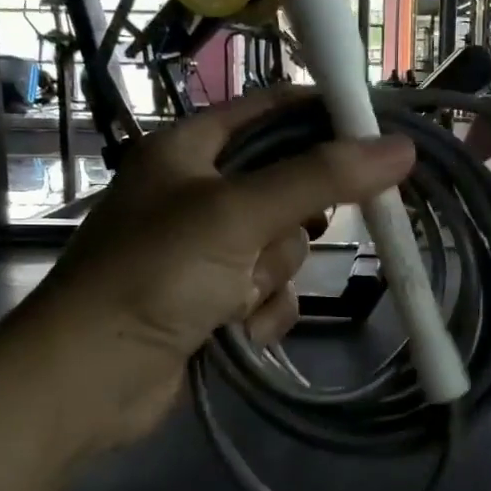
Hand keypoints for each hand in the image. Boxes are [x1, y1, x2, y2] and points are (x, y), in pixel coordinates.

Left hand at [28, 88, 415, 448]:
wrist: (89, 379)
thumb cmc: (156, 274)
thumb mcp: (238, 214)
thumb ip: (320, 178)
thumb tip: (401, 147)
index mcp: (189, 149)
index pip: (269, 111)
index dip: (322, 115)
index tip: (377, 132)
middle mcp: (197, 192)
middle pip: (286, 186)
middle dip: (290, 225)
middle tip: (286, 235)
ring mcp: (205, 250)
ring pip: (282, 246)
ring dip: (269, 276)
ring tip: (234, 297)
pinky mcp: (212, 300)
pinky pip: (269, 291)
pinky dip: (262, 310)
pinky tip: (240, 330)